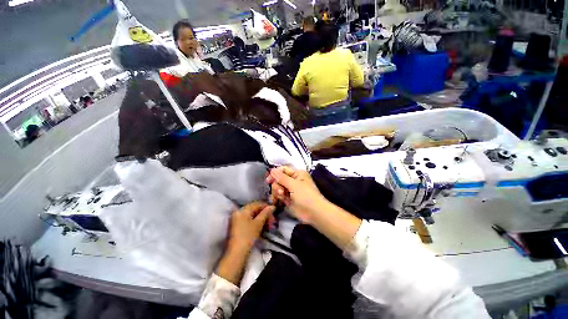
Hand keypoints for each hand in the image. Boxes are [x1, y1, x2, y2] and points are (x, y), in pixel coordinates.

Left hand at [217, 202, 274, 285]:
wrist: (236, 253)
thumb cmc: (248, 236)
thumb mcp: (258, 223)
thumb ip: (266, 213)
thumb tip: (272, 206)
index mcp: (243, 210)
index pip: (257, 204)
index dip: (266, 207)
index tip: (274, 212)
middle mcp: (239, 212)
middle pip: (255, 209)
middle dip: (265, 214)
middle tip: (272, 221)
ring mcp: (237, 219)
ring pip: (252, 216)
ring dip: (262, 219)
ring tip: (269, 226)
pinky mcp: (238, 227)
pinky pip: (249, 220)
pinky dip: (256, 223)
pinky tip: (262, 227)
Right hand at [266, 166, 326, 223]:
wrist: (314, 213)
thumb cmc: (306, 196)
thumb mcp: (294, 185)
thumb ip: (281, 177)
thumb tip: (272, 170)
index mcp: (297, 174)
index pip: (282, 170)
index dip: (275, 174)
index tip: (268, 180)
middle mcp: (293, 180)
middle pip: (278, 179)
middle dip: (277, 185)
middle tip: (281, 192)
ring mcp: (290, 190)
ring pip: (277, 187)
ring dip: (277, 192)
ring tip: (282, 197)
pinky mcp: (287, 199)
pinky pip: (278, 195)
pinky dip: (277, 198)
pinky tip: (277, 202)